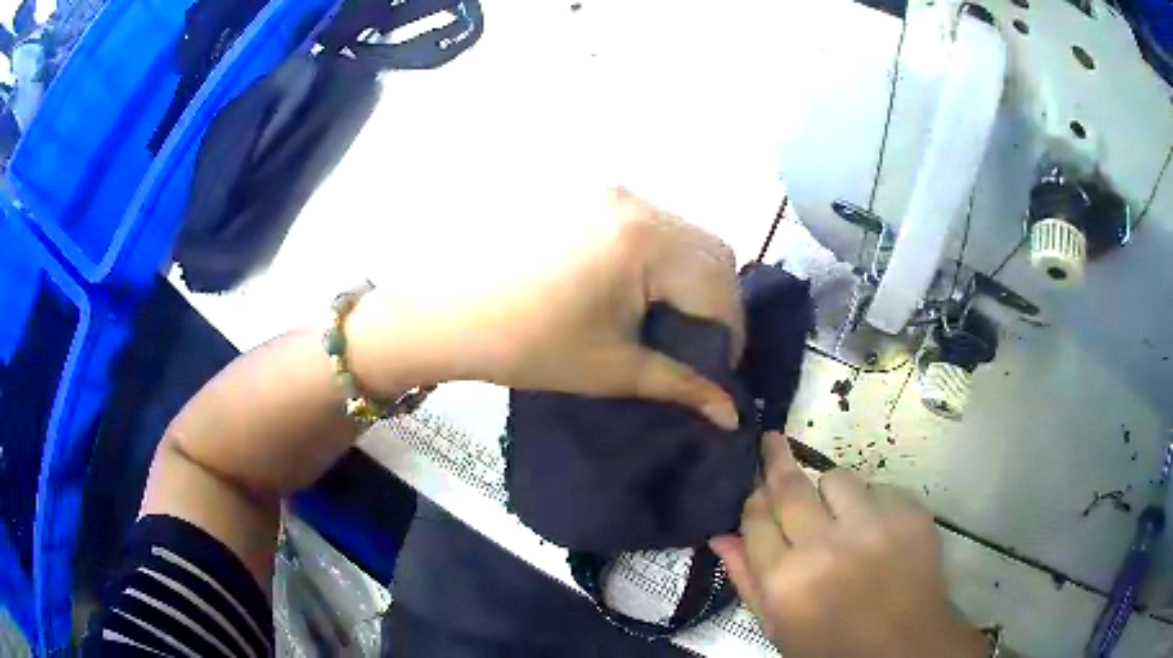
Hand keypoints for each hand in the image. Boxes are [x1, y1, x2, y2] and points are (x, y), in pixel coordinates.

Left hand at [348, 188, 744, 428]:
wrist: (450, 313)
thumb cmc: (528, 346)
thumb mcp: (615, 369)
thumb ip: (684, 386)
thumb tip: (734, 415)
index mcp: (645, 241)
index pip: (721, 288)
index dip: (730, 335)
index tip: (719, 371)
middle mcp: (638, 203)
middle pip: (712, 252)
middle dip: (718, 303)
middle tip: (698, 346)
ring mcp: (613, 194)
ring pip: (687, 236)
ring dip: (694, 279)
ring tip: (671, 321)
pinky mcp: (593, 199)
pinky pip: (655, 227)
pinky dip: (667, 260)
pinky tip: (644, 291)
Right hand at [711, 433, 989, 656]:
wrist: (904, 646)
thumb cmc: (832, 645)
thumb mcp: (778, 628)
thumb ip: (747, 581)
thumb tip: (720, 536)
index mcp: (786, 581)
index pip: (755, 520)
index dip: (752, 499)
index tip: (754, 486)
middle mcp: (826, 546)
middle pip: (790, 488)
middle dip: (776, 459)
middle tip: (772, 441)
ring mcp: (873, 525)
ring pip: (837, 478)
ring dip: (830, 492)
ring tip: (840, 516)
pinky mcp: (910, 513)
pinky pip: (879, 488)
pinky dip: (872, 504)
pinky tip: (876, 530)